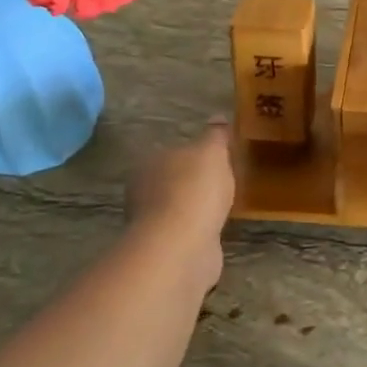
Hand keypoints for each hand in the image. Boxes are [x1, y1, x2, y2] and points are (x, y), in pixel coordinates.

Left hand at [125, 119, 234, 289]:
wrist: (182, 245)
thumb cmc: (194, 189)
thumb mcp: (211, 152)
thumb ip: (215, 135)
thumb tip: (218, 117)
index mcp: (149, 163)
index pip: (171, 153)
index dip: (194, 156)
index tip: (217, 160)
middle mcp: (143, 192)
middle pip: (172, 182)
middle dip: (193, 184)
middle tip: (223, 184)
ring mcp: (152, 224)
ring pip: (178, 210)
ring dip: (196, 210)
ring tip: (223, 208)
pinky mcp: (165, 249)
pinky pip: (185, 233)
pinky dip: (198, 231)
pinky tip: (216, 231)